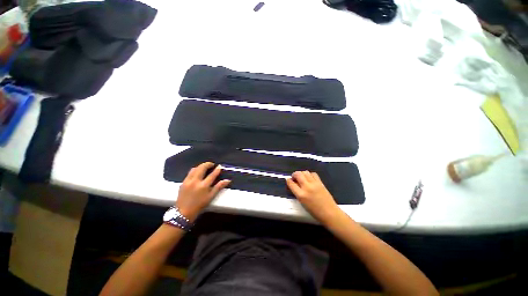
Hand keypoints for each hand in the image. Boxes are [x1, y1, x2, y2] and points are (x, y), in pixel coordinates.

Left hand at [176, 162, 230, 221]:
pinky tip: (197, 172)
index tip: (220, 166)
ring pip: (195, 168)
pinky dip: (195, 170)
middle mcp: (195, 181)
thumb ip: (219, 187)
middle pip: (202, 168)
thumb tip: (228, 180)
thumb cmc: (199, 205)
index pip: (212, 174)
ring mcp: (188, 181)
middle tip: (212, 164)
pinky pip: (189, 173)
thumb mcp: (211, 197)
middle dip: (208, 164)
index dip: (217, 169)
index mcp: (203, 186)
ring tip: (205, 167)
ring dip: (201, 166)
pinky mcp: (183, 182)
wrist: (183, 212)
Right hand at [286, 171, 340, 224]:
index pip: (291, 183)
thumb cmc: (314, 211)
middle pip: (298, 174)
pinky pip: (313, 174)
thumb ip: (297, 192)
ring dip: (301, 173)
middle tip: (294, 178)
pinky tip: (309, 178)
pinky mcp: (320, 182)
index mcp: (301, 195)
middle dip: (294, 174)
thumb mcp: (302, 203)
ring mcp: (314, 184)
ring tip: (302, 178)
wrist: (330, 213)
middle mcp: (307, 187)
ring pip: (305, 172)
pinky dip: (309, 174)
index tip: (288, 180)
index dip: (288, 180)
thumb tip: (294, 184)